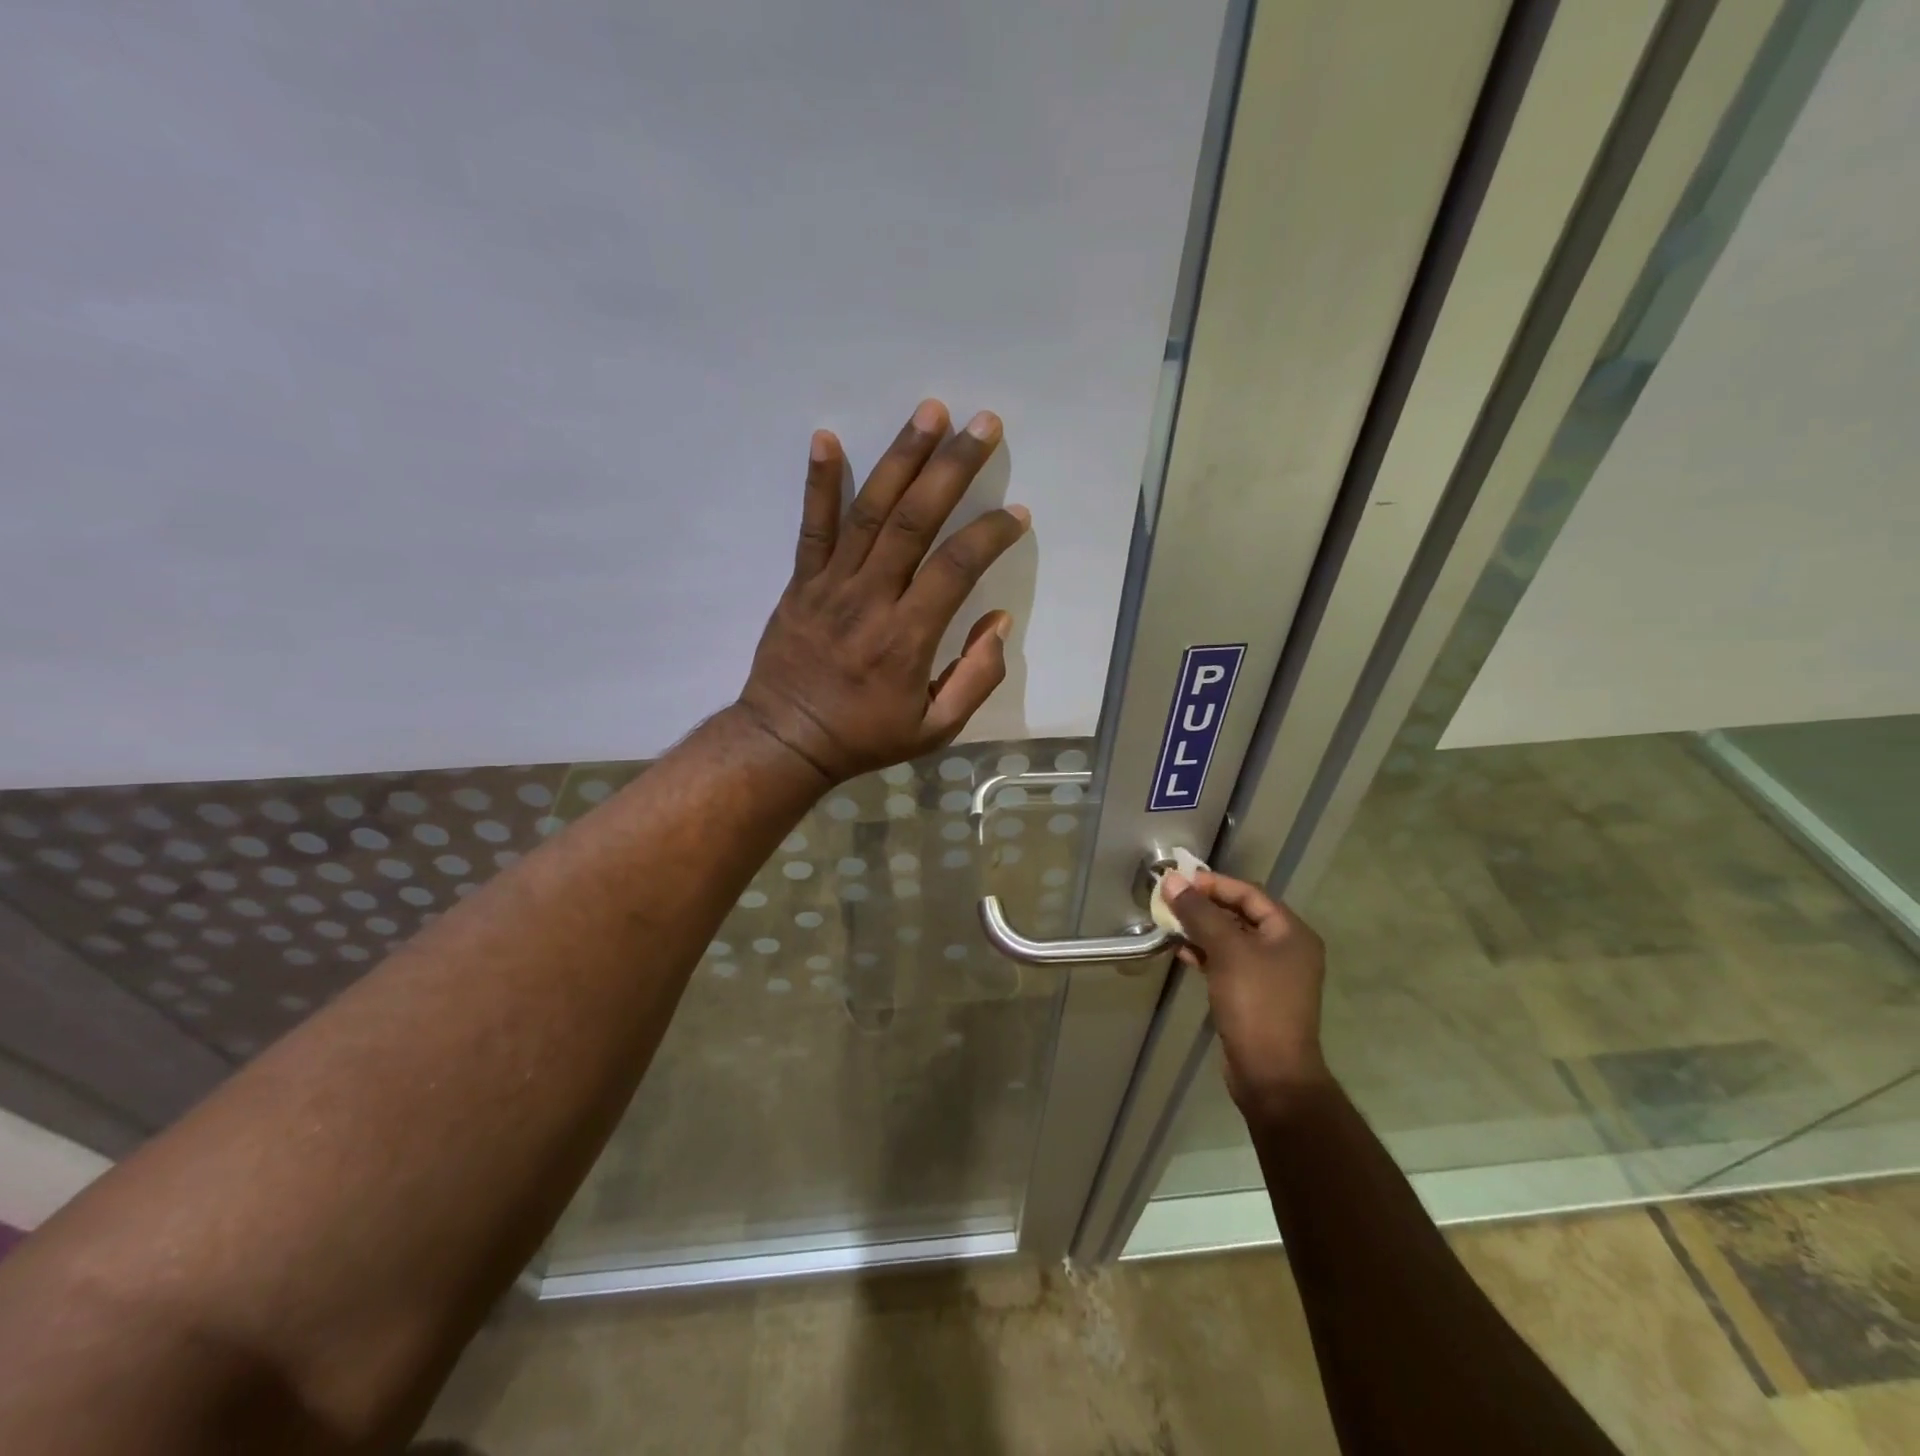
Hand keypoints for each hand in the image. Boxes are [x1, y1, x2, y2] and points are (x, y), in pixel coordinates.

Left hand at [737, 398, 1030, 785]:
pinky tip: (828, 437)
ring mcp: (831, 585)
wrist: (786, 740)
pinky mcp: (801, 582)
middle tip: (984, 424)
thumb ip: (975, 678)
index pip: (956, 567)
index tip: (1016, 513)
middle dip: (953, 467)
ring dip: (902, 457)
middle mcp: (872, 599)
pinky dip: (819, 482)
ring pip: (871, 511)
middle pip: (916, 520)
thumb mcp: (935, 729)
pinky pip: (812, 526)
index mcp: (908, 636)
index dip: (990, 534)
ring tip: (930, 411)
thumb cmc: (865, 736)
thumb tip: (997, 622)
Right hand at [1162, 869, 1331, 1114]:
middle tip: (1170, 901)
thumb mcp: (1226, 952)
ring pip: (1231, 939)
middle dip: (1204, 907)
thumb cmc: (1255, 1004)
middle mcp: (1286, 949)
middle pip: (1240, 914)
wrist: (1271, 1074)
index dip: (1214, 884)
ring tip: (1170, 925)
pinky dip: (1206, 954)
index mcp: (1291, 933)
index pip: (1249, 893)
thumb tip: (1171, 880)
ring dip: (1201, 930)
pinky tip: (1182, 954)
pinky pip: (1228, 963)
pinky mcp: (1254, 995)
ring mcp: (1271, 974)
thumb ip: (1199, 913)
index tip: (1179, 882)